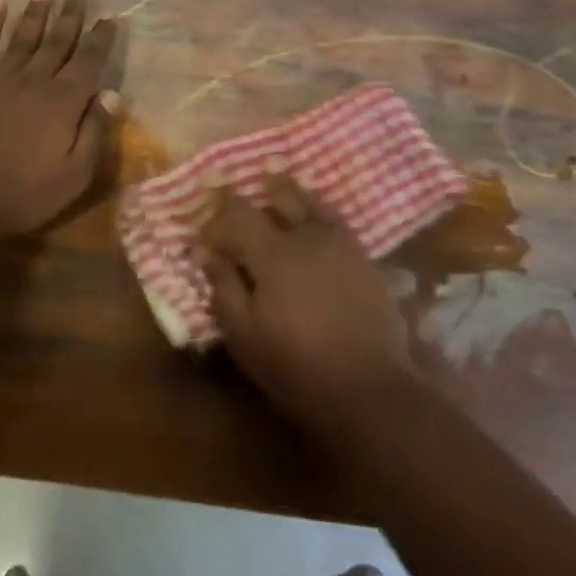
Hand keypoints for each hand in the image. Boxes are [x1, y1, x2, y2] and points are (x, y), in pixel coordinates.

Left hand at [0, 0, 119, 236]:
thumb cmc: (23, 193)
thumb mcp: (74, 175)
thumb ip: (95, 132)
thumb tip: (111, 94)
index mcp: (63, 102)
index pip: (89, 61)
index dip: (101, 38)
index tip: (111, 16)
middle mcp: (34, 82)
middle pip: (57, 42)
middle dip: (70, 16)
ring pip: (23, 38)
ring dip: (36, 14)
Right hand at [200, 176, 418, 430]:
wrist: (370, 389)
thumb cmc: (297, 367)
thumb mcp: (245, 337)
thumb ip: (224, 288)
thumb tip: (206, 252)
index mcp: (272, 252)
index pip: (237, 214)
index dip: (217, 222)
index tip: (205, 241)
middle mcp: (306, 234)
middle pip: (277, 195)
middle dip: (254, 198)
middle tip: (237, 204)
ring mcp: (339, 241)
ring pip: (309, 200)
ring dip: (286, 193)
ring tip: (273, 186)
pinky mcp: (362, 255)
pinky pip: (334, 217)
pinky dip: (317, 209)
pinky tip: (312, 215)